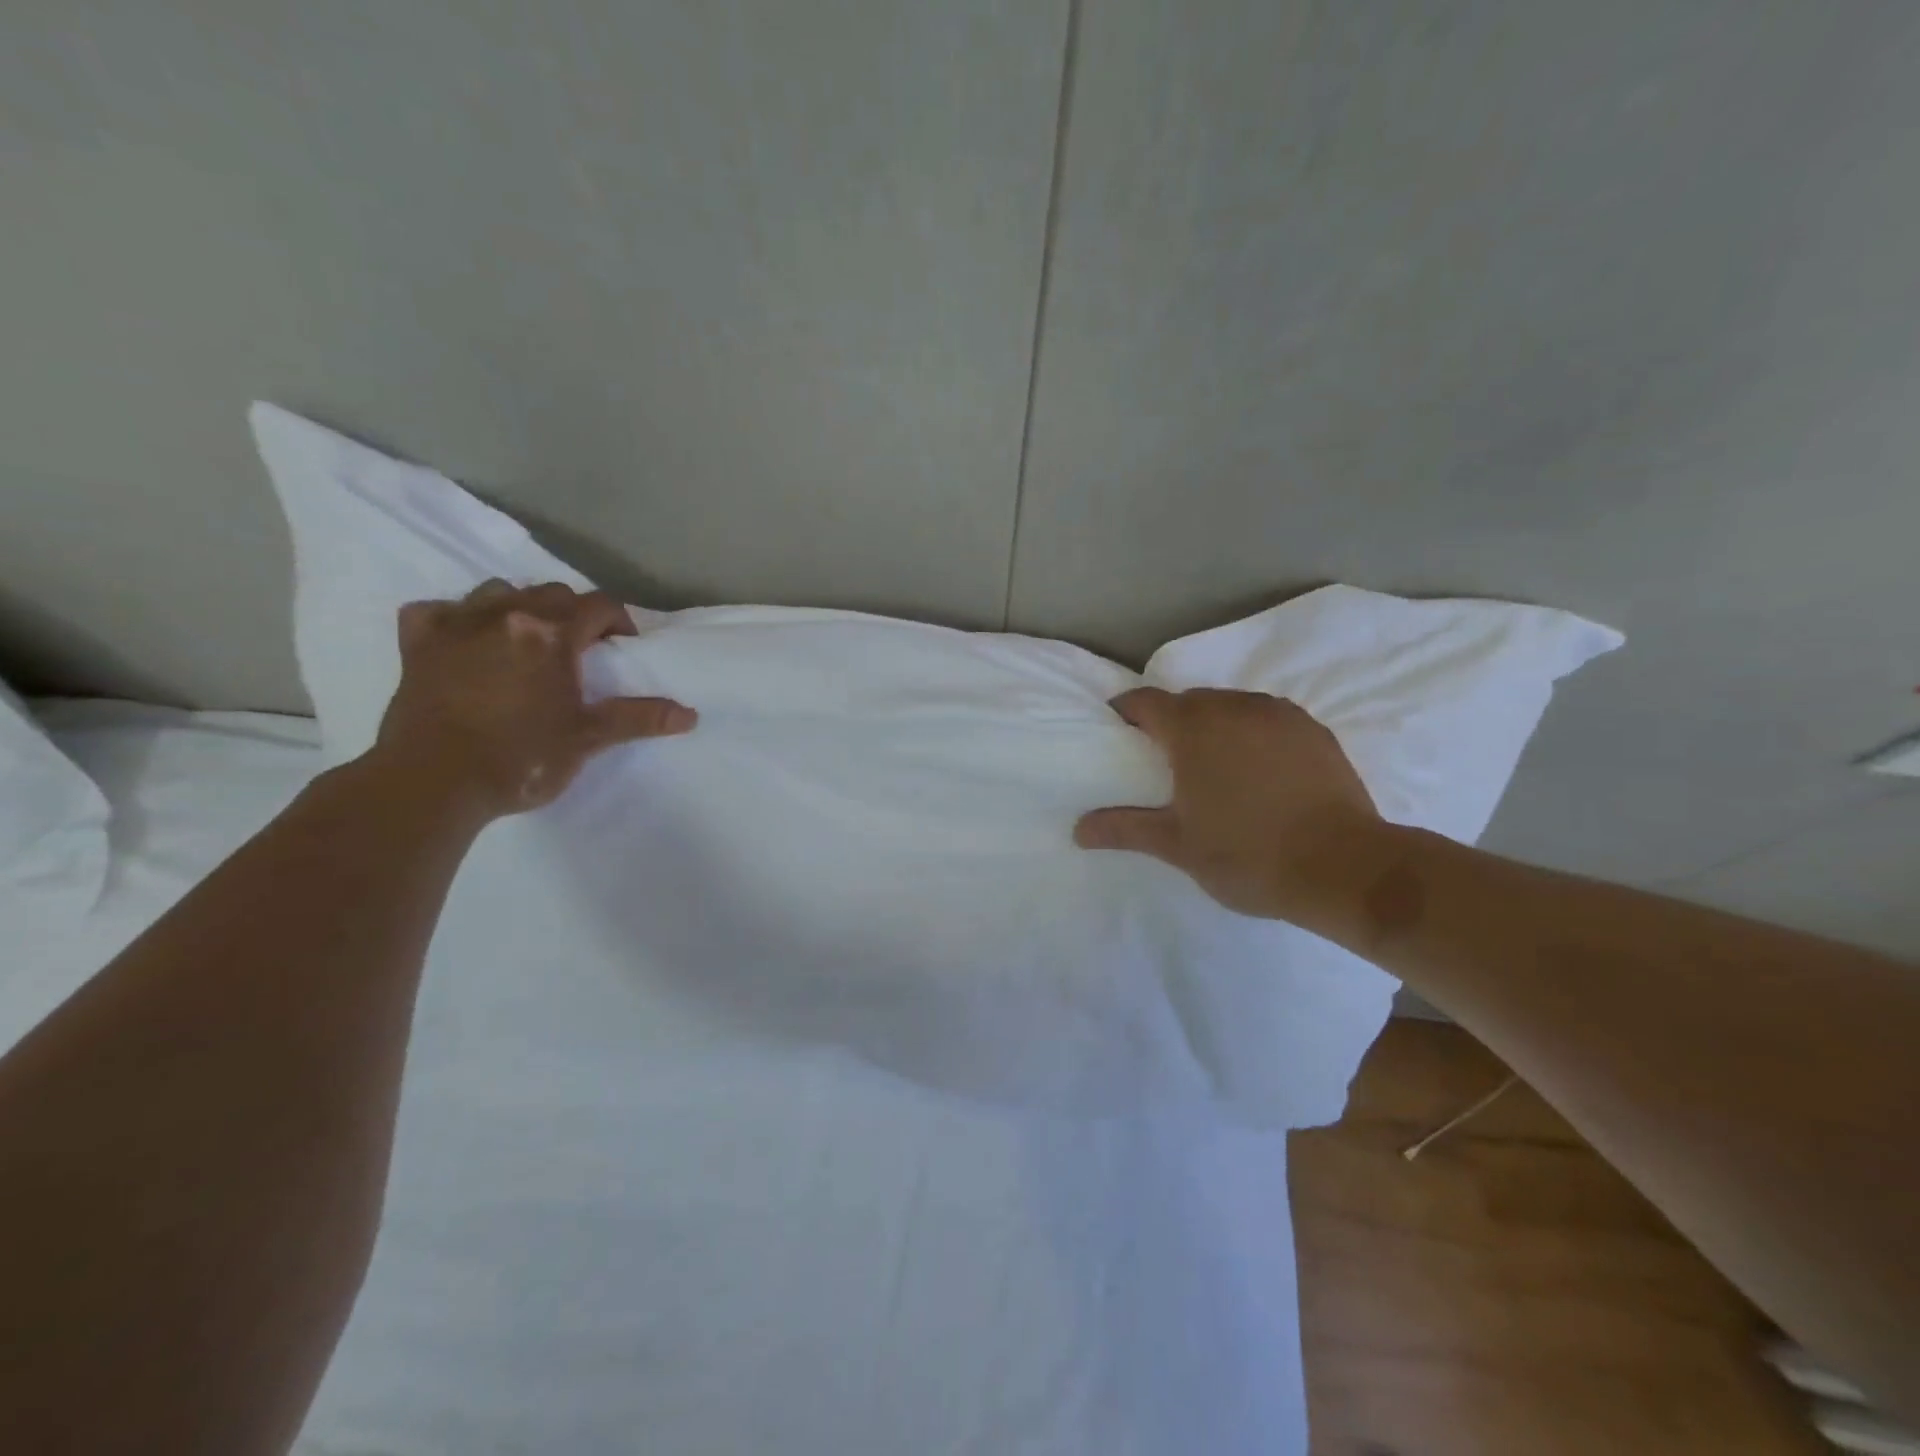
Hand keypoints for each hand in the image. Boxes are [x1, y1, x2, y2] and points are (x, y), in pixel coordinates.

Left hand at [369, 579, 695, 820]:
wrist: (433, 783)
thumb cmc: (521, 758)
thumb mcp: (589, 738)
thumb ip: (639, 718)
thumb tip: (690, 715)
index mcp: (551, 633)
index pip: (599, 605)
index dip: (619, 622)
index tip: (623, 648)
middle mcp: (505, 615)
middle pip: (552, 593)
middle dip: (573, 614)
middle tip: (580, 651)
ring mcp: (456, 625)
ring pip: (497, 592)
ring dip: (519, 608)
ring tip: (526, 642)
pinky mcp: (417, 644)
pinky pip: (436, 611)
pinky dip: (455, 619)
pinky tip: (464, 641)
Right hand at [1074, 687, 1386, 926]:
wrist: (1344, 867)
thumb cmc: (1247, 854)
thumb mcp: (1178, 845)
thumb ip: (1125, 829)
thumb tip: (1078, 830)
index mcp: (1194, 729)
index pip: (1146, 702)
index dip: (1126, 711)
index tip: (1117, 730)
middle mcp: (1235, 707)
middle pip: (1190, 701)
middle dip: (1171, 721)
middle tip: (1163, 758)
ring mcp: (1279, 715)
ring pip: (1231, 707)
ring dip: (1214, 725)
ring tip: (1213, 765)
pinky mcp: (1314, 730)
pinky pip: (1268, 719)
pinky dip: (1253, 734)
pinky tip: (1259, 770)